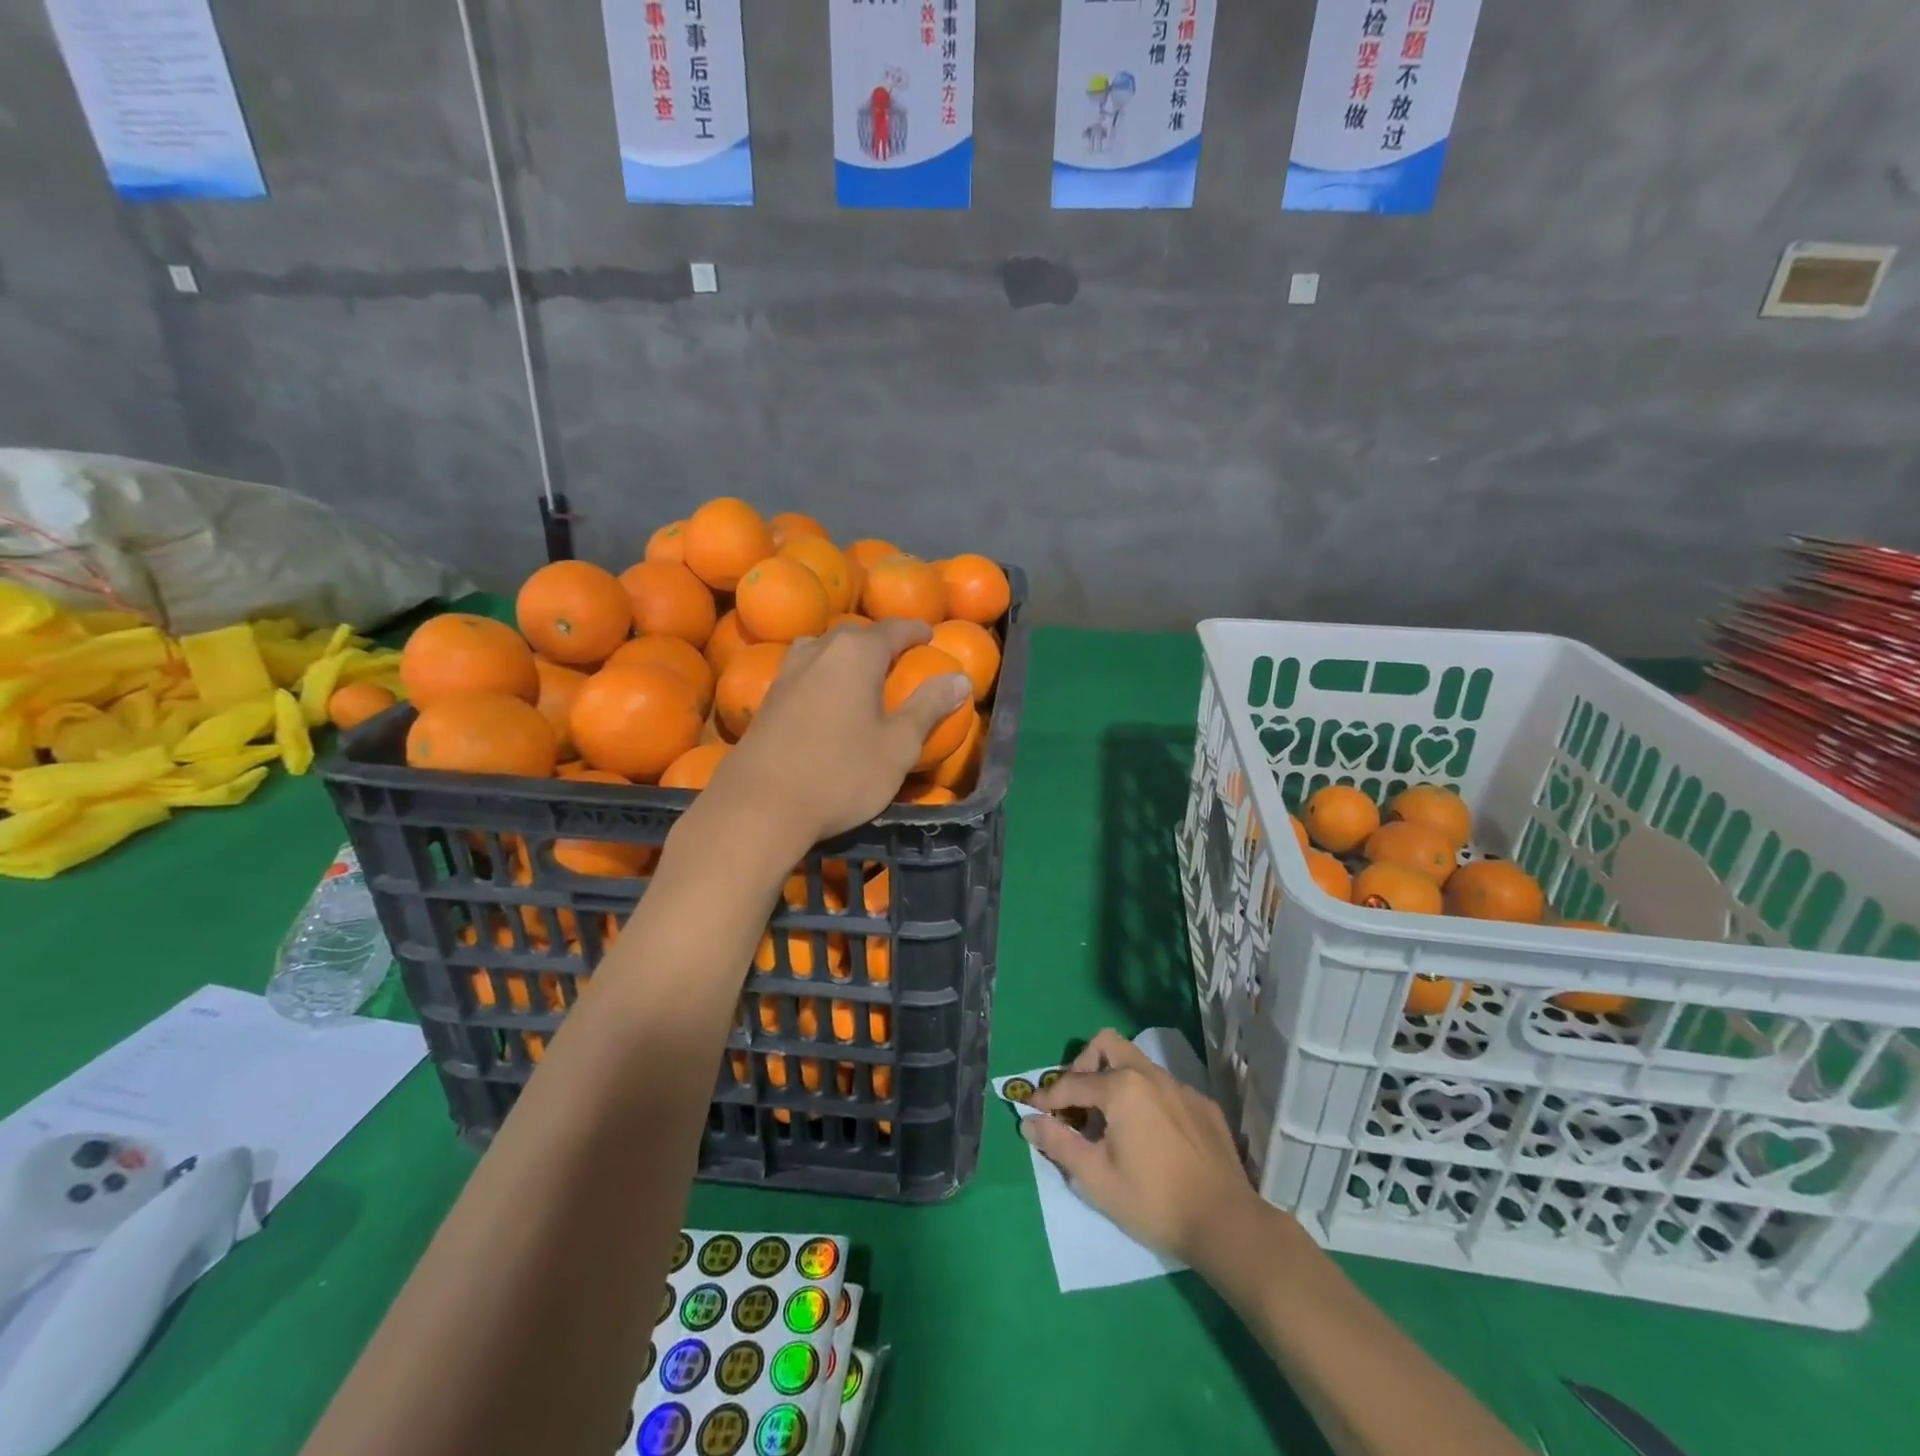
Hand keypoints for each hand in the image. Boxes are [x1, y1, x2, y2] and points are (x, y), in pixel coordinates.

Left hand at [713, 619, 970, 846]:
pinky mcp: (767, 699)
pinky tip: (826, 700)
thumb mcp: (898, 746)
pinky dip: (823, 676)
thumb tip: (959, 678)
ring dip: (845, 656)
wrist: (760, 806)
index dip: (916, 631)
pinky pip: (803, 672)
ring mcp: (787, 673)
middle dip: (880, 642)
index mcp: (856, 654)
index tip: (930, 635)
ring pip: (822, 650)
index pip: (893, 629)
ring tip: (860, 675)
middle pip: (855, 635)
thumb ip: (929, 707)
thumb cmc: (840, 774)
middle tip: (899, 658)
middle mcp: (818, 651)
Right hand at [1024, 1029, 1260, 1268]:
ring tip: (1109, 1121)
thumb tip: (1029, 1122)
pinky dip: (1146, 1100)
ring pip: (1137, 1064)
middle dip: (1084, 1065)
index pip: (1072, 1082)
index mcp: (1121, 1087)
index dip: (1048, 1097)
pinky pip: (1164, 1088)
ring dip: (1115, 1081)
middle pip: (1107, 1044)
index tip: (1034, 1112)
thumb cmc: (1152, 1200)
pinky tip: (1149, 1136)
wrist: (1225, 1223)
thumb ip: (1058, 1144)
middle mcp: (1150, 1075)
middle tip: (1077, 1102)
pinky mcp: (1203, 1105)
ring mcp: (1180, 1087)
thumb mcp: (1095, 1178)